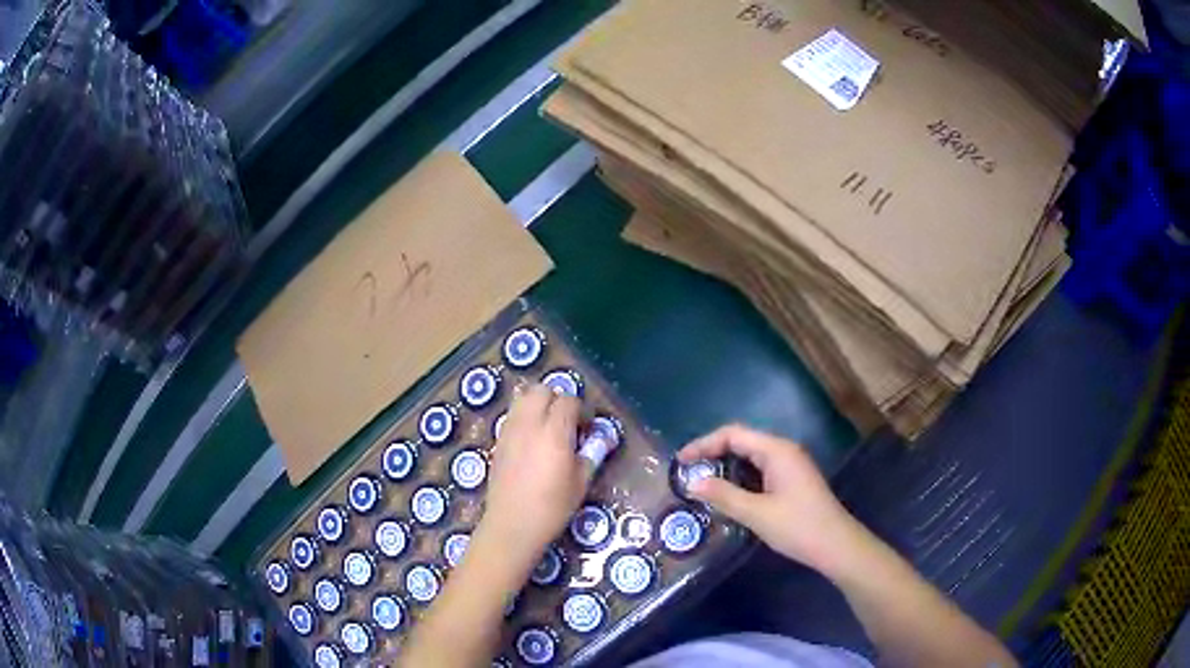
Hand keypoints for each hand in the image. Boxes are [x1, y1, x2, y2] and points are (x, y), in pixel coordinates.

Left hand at [479, 384, 589, 569]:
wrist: (512, 525)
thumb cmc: (552, 507)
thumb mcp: (581, 483)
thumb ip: (591, 455)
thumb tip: (602, 439)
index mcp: (554, 432)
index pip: (568, 401)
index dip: (581, 411)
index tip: (586, 430)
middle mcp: (529, 424)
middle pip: (541, 390)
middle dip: (557, 400)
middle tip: (567, 424)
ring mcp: (510, 431)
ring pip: (522, 398)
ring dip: (537, 405)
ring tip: (548, 428)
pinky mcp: (498, 441)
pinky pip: (512, 415)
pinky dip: (524, 418)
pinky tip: (532, 441)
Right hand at [678, 424, 860, 572]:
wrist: (836, 545)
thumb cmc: (797, 526)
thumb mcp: (756, 513)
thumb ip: (723, 495)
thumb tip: (692, 482)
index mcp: (776, 450)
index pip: (733, 434)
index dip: (704, 443)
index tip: (681, 461)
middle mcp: (784, 450)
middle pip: (742, 441)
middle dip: (713, 453)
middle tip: (688, 473)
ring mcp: (790, 465)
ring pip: (751, 456)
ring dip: (726, 466)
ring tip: (702, 483)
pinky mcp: (792, 480)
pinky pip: (760, 469)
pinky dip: (740, 476)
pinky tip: (729, 494)